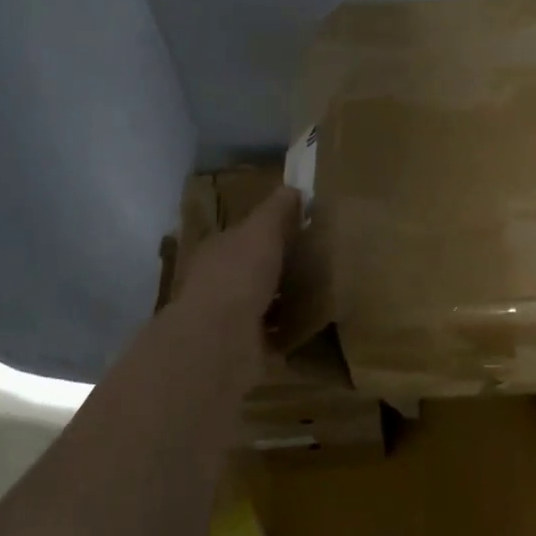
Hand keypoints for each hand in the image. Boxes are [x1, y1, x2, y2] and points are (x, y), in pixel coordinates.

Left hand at [174, 185, 298, 379]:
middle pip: (250, 270)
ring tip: (317, 294)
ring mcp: (227, 318)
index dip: (267, 231)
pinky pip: (270, 334)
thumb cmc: (239, 275)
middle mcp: (217, 282)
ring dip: (281, 299)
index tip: (298, 230)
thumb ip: (276, 210)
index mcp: (217, 251)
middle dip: (275, 267)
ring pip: (260, 302)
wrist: (220, 339)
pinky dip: (285, 330)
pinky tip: (309, 326)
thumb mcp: (261, 230)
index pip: (242, 236)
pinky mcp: (242, 347)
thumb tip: (293, 188)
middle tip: (314, 263)